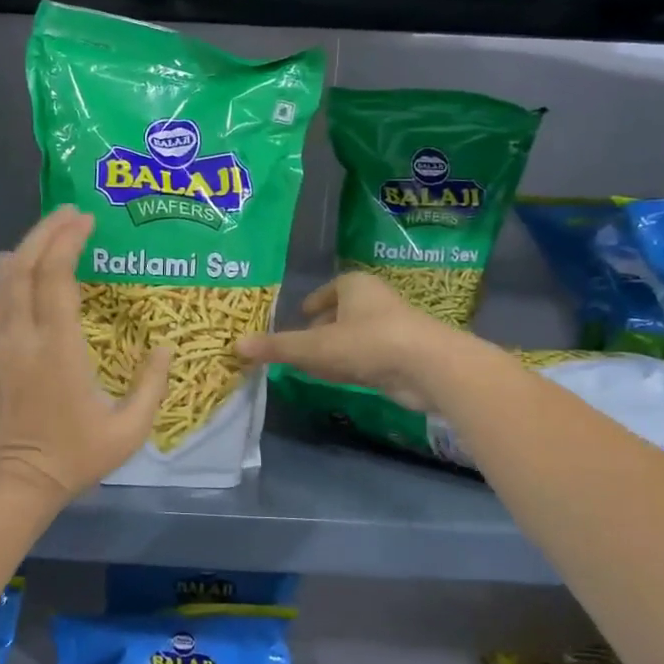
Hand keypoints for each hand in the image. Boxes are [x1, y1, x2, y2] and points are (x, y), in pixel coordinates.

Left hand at [0, 207, 171, 513]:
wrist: (13, 486)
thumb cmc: (73, 460)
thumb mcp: (128, 431)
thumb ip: (151, 386)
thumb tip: (166, 347)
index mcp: (57, 350)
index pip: (56, 278)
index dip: (69, 242)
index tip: (86, 220)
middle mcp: (20, 337)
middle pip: (26, 267)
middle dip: (46, 232)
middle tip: (69, 213)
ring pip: (2, 281)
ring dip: (25, 249)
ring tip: (48, 234)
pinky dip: (6, 277)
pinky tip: (18, 269)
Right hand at [234, 271, 459, 411]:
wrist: (428, 367)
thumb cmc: (368, 343)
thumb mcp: (315, 347)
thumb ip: (277, 347)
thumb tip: (235, 345)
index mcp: (355, 285)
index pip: (329, 289)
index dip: (313, 302)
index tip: (300, 315)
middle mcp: (375, 300)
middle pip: (342, 312)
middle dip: (322, 328)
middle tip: (300, 343)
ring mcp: (393, 327)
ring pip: (356, 336)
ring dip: (337, 348)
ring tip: (316, 364)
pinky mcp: (404, 355)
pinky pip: (369, 356)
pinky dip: (353, 364)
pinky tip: (342, 378)